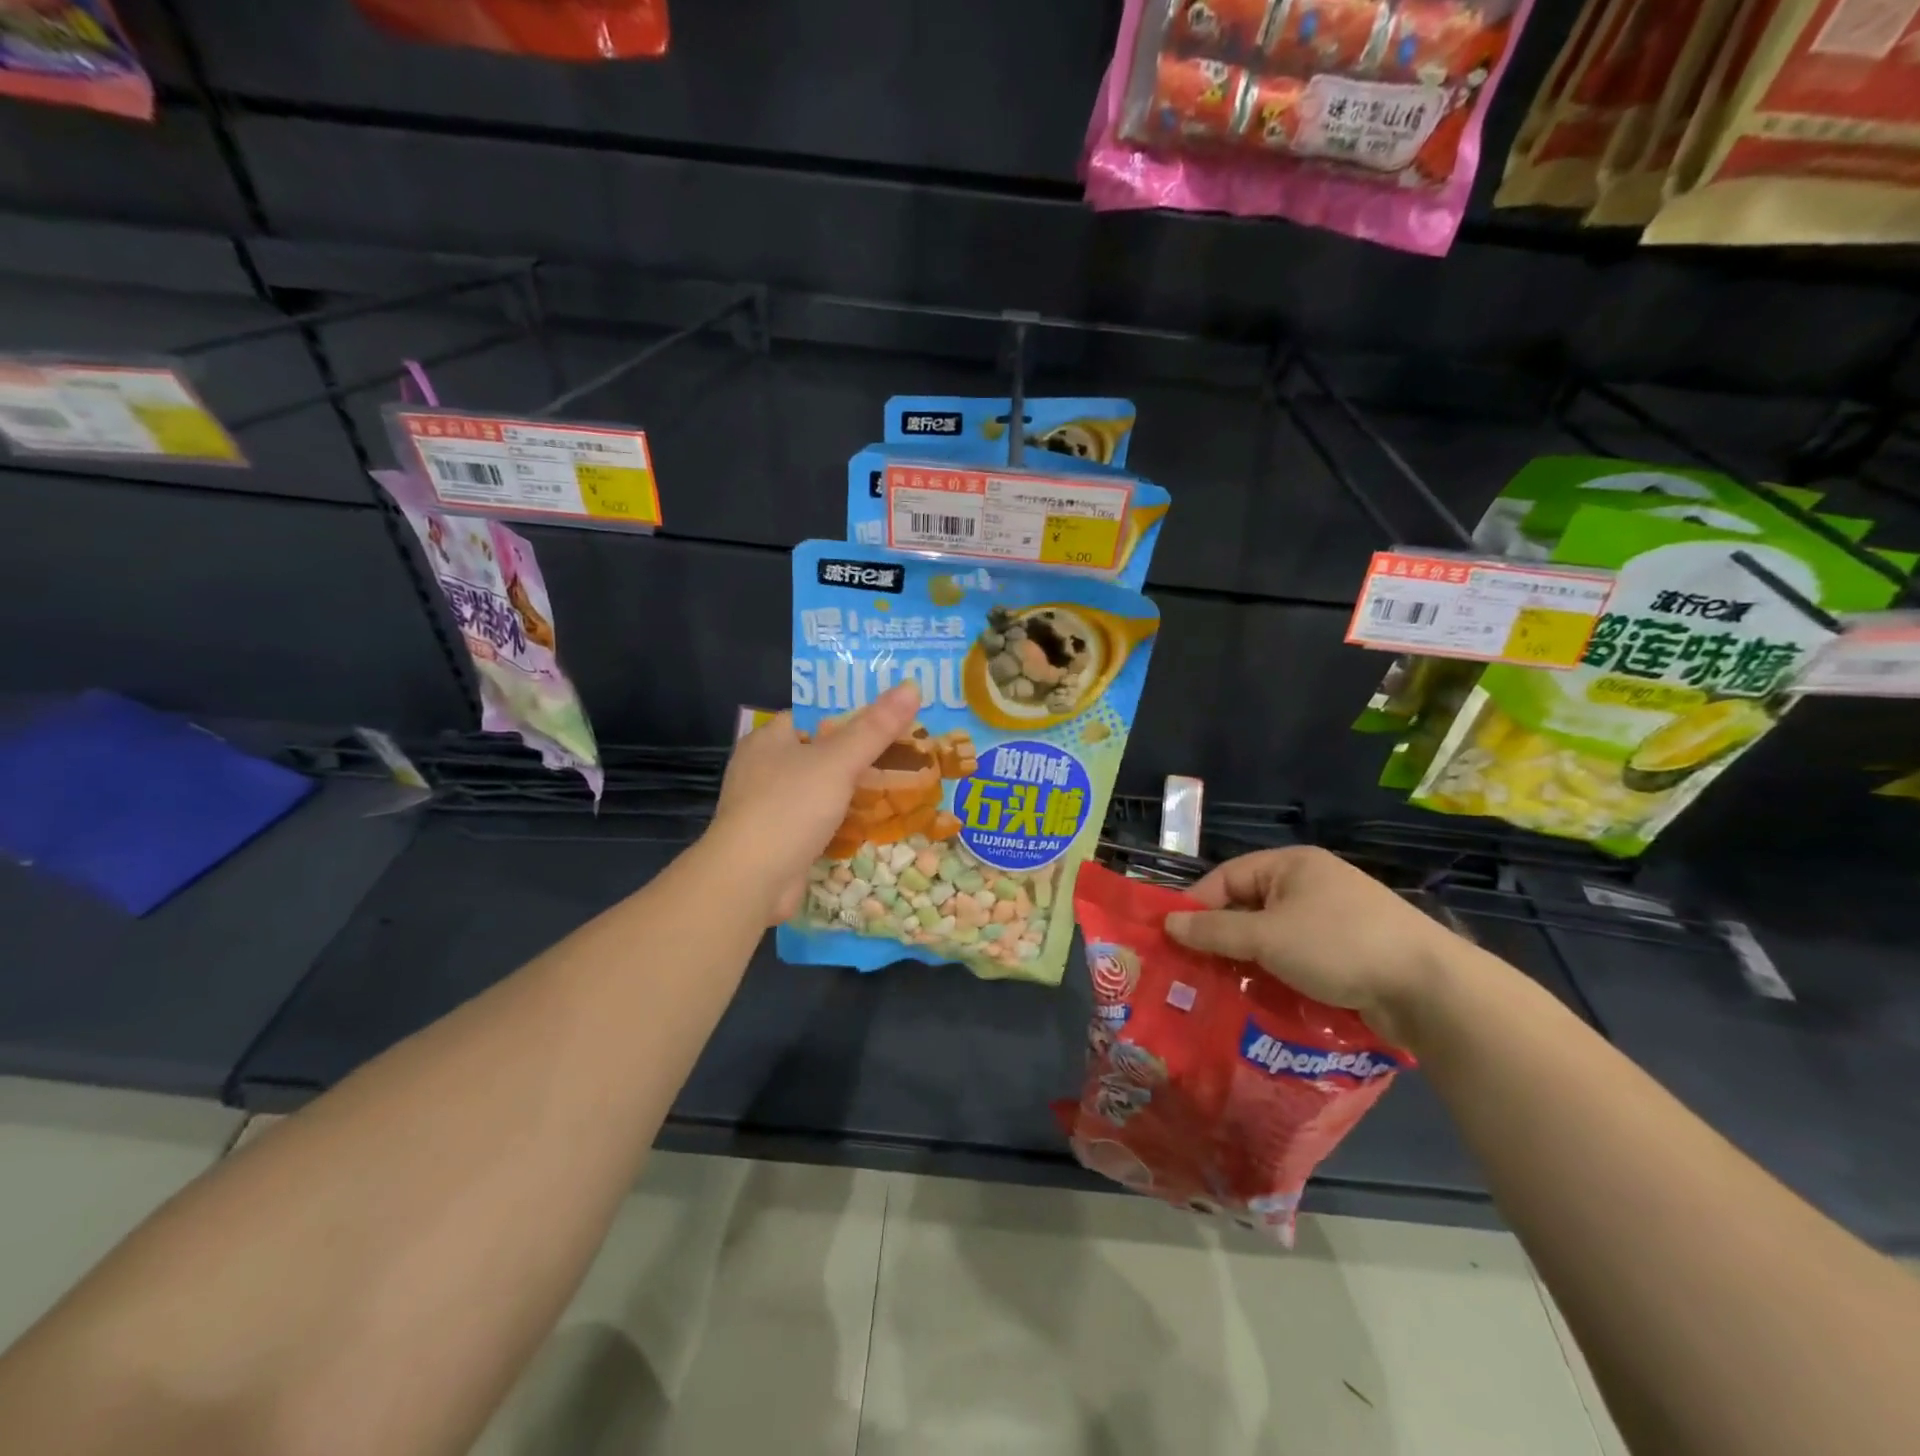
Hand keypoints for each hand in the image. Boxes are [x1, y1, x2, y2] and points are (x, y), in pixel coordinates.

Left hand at [706, 683, 920, 922]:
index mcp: (767, 739)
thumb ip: (875, 727)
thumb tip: (912, 685)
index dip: (846, 712)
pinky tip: (868, 823)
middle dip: (854, 754)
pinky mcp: (775, 840)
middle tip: (900, 752)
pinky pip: (814, 821)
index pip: (810, 714)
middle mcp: (761, 769)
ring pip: (816, 788)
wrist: (751, 880)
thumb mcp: (838, 761)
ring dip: (848, 790)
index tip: (885, 715)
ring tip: (893, 784)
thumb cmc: (790, 807)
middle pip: (817, 752)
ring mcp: (766, 807)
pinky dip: (838, 820)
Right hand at [1164, 847, 1458, 1045]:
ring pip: (1272, 936)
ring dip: (1248, 960)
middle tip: (1192, 968)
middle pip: (1248, 906)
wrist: (1430, 989)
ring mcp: (1333, 918)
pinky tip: (1260, 997)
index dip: (1197, 905)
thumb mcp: (1267, 937)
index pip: (1227, 877)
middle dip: (1221, 937)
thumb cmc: (1339, 945)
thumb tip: (1168, 924)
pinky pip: (1297, 957)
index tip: (1173, 938)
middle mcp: (1310, 884)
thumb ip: (1215, 931)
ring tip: (1220, 988)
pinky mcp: (1349, 952)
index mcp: (1291, 865)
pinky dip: (1277, 973)